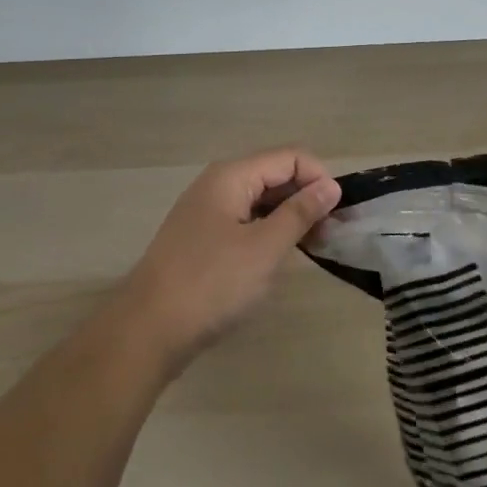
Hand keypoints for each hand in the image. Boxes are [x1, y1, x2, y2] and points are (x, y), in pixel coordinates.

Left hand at [113, 148, 341, 377]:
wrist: (147, 329)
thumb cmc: (211, 283)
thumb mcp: (264, 248)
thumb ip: (300, 213)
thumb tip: (330, 185)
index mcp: (232, 176)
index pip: (290, 157)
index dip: (320, 179)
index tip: (339, 216)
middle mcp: (218, 184)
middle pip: (274, 175)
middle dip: (307, 198)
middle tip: (332, 236)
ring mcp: (207, 211)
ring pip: (260, 200)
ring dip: (290, 217)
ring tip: (314, 248)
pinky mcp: (202, 238)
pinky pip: (245, 221)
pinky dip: (269, 232)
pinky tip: (280, 257)